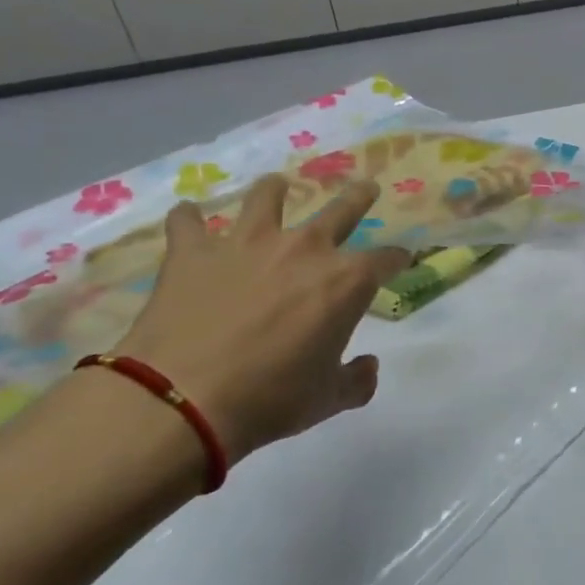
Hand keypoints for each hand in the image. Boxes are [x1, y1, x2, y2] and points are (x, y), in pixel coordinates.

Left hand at [113, 177, 409, 460]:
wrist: (182, 399)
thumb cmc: (271, 399)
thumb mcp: (327, 399)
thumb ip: (356, 380)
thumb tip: (368, 367)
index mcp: (346, 282)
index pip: (386, 259)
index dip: (397, 259)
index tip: (401, 260)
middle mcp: (304, 249)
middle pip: (341, 211)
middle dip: (359, 197)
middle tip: (366, 188)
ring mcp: (246, 243)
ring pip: (267, 198)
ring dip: (274, 190)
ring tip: (276, 185)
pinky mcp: (193, 251)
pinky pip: (188, 222)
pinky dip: (189, 219)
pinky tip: (187, 217)